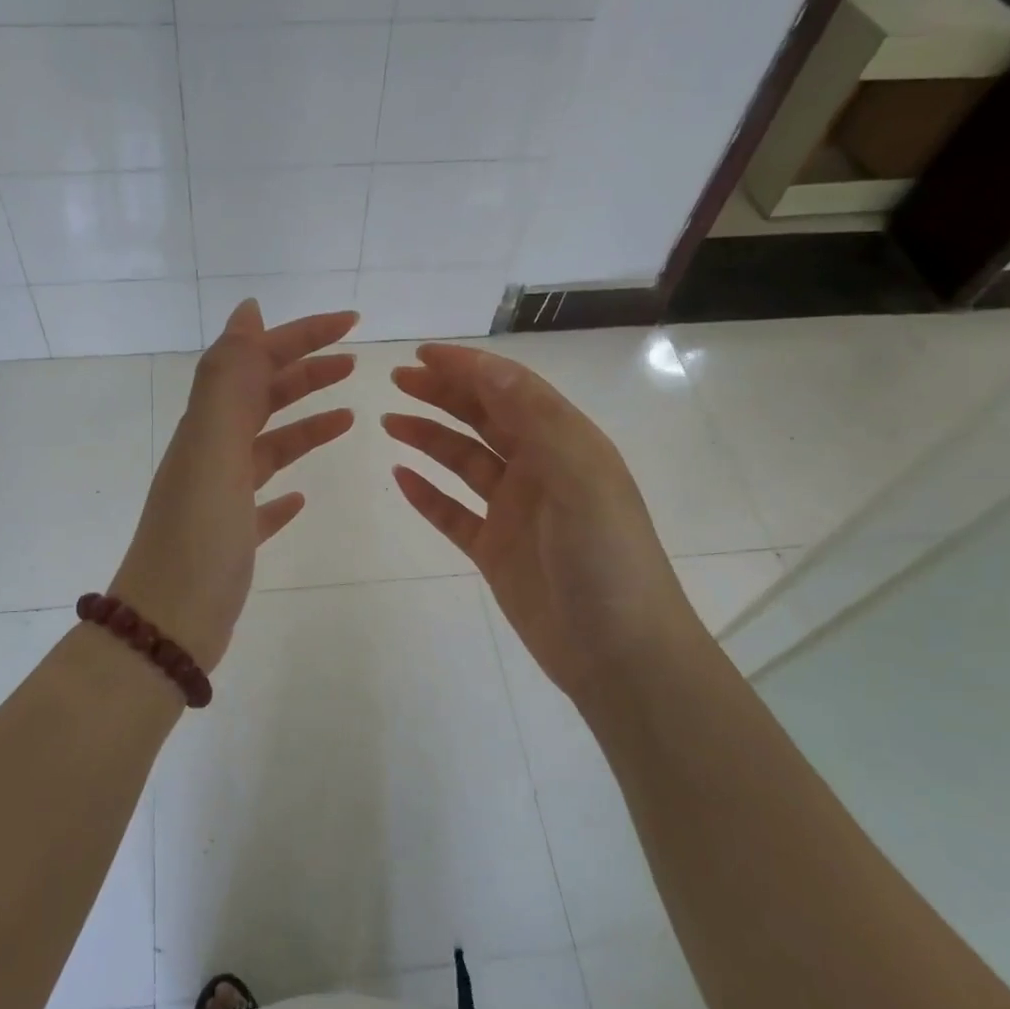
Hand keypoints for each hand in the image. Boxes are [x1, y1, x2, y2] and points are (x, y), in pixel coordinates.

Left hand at [109, 301, 358, 671]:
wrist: (167, 626)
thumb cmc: (199, 537)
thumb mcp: (214, 449)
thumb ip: (230, 381)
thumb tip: (247, 312)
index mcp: (209, 428)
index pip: (258, 362)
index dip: (302, 336)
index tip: (351, 323)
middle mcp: (211, 454)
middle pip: (263, 398)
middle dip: (306, 373)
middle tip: (353, 363)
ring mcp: (220, 498)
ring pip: (267, 446)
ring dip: (304, 425)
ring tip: (347, 417)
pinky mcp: (231, 538)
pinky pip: (262, 502)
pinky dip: (284, 489)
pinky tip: (302, 496)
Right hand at [383, 344, 703, 709]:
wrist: (620, 653)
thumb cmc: (606, 558)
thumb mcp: (579, 478)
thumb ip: (535, 420)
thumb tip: (488, 367)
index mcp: (565, 444)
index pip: (511, 390)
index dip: (468, 368)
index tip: (422, 355)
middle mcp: (540, 470)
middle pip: (484, 419)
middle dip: (443, 394)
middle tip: (396, 381)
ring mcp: (516, 511)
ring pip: (464, 462)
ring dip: (429, 438)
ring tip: (389, 422)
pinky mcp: (496, 550)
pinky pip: (453, 513)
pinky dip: (427, 494)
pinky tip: (400, 478)